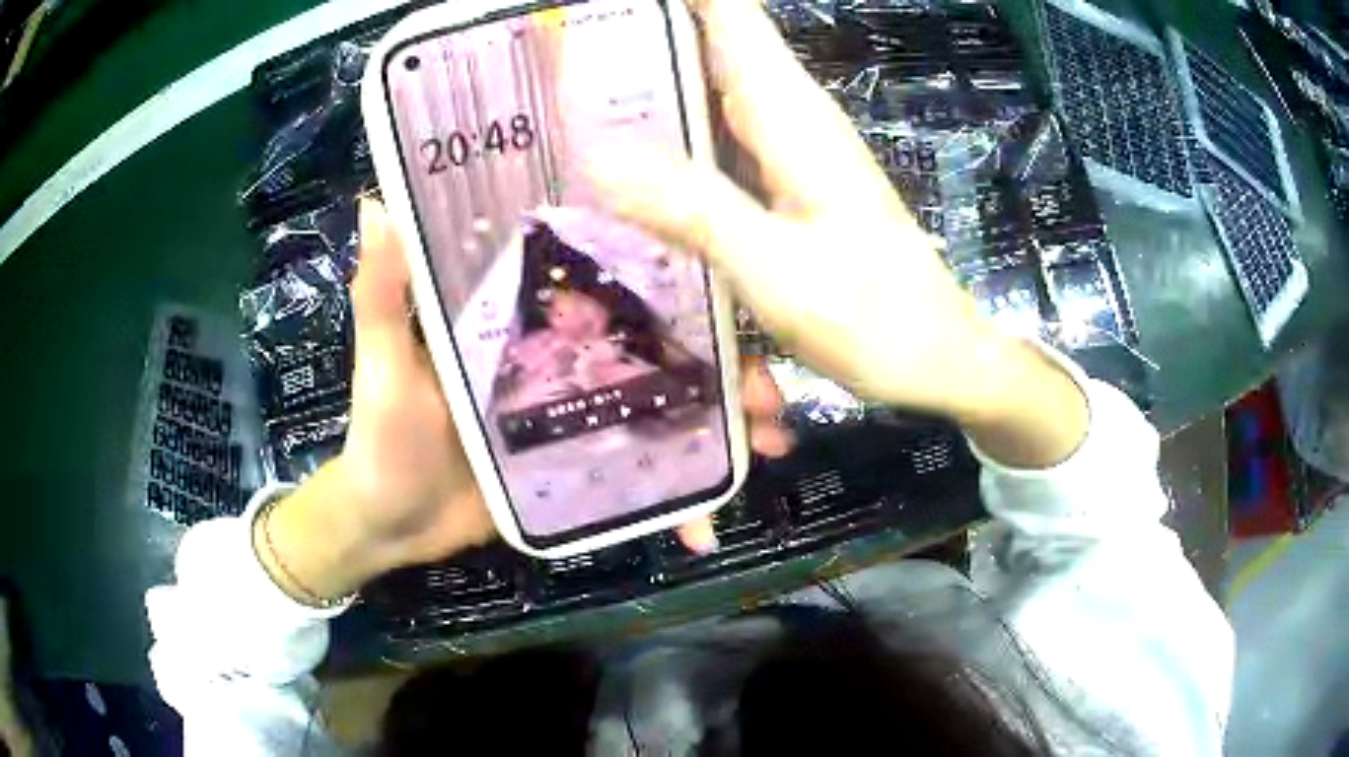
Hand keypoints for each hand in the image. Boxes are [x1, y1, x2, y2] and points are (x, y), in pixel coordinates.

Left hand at [254, 199, 793, 602]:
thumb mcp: (383, 364)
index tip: (733, 283)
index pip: (610, 280)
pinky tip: (708, 521)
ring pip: (666, 408)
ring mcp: (578, 415)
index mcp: (527, 318)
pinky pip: (641, 474)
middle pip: (660, 347)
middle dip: (723, 363)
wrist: (390, 526)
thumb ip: (382, 293)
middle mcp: (564, 356)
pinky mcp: (581, 467)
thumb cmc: (381, 438)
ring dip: (722, 425)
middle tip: (769, 390)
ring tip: (767, 444)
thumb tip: (377, 202)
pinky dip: (676, 499)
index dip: (675, 281)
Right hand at [593, 0, 1086, 465]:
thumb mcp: (777, 266)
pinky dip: (678, 138)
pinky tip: (636, 160)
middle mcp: (790, 119)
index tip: (609, 8)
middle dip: (648, 39)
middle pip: (715, 45)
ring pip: (714, 92)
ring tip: (581, 96)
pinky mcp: (790, 189)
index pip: (732, 16)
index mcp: (791, 114)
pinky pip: (722, 141)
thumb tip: (596, 154)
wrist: (936, 359)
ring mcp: (791, 155)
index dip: (682, 1)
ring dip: (656, 84)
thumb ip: (691, 206)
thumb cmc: (873, 315)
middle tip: (569, 55)